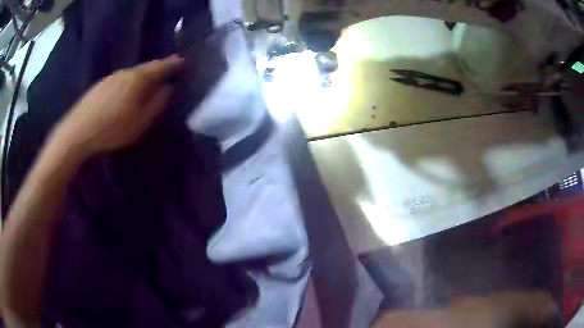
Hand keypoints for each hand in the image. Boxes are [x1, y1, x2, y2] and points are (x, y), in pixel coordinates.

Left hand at [50, 55, 183, 158]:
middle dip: (159, 69)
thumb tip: (169, 88)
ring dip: (144, 77)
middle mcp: (126, 72)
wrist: (78, 132)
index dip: (174, 63)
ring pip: (134, 73)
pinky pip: (122, 79)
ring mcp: (112, 77)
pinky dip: (130, 82)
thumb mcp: (140, 121)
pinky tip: (127, 93)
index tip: (184, 62)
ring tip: (149, 85)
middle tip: (169, 74)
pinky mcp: (101, 85)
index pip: (162, 65)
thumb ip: (158, 103)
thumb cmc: (112, 128)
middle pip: (147, 67)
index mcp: (139, 78)